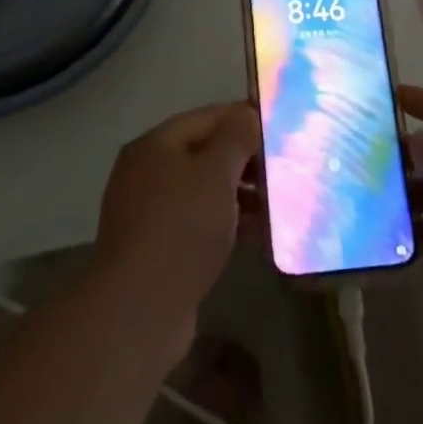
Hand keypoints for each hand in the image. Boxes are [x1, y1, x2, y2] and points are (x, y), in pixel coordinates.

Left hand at [90, 102, 260, 356]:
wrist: (138, 311)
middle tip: (284, 168)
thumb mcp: (216, 174)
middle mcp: (146, 172)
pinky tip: (258, 235)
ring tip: (278, 204)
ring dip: (239, 194)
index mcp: (155, 145)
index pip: (206, 117)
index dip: (243, 118)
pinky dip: (225, 224)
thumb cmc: (181, 229)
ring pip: (202, 191)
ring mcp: (148, 212)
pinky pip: (197, 223)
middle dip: (244, 160)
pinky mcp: (156, 248)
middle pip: (203, 153)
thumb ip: (236, 138)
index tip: (279, 127)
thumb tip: (247, 112)